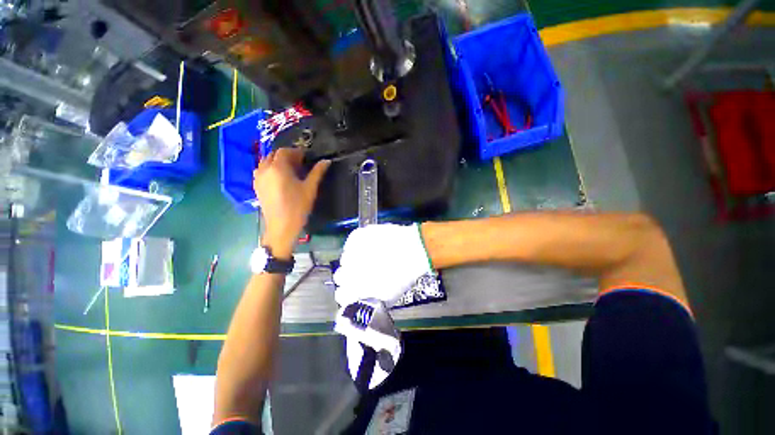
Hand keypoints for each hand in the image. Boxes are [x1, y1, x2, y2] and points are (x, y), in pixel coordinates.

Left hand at [254, 148, 329, 257]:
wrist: (281, 226)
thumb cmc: (298, 206)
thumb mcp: (310, 188)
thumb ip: (317, 172)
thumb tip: (326, 161)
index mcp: (278, 168)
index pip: (285, 151)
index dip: (296, 152)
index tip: (306, 157)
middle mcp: (265, 169)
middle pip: (274, 155)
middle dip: (287, 156)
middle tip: (300, 163)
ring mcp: (258, 178)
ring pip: (266, 162)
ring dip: (277, 161)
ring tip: (289, 170)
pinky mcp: (256, 186)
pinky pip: (261, 171)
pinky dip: (270, 169)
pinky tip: (279, 178)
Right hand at [334, 224, 432, 305]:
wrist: (414, 250)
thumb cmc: (403, 276)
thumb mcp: (387, 297)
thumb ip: (369, 300)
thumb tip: (359, 298)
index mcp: (356, 289)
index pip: (341, 295)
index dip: (349, 292)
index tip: (355, 288)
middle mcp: (348, 271)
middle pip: (339, 276)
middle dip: (350, 275)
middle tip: (363, 271)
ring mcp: (351, 252)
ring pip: (345, 258)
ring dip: (355, 259)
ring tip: (370, 256)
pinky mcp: (356, 236)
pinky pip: (352, 243)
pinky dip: (358, 245)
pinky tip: (370, 245)